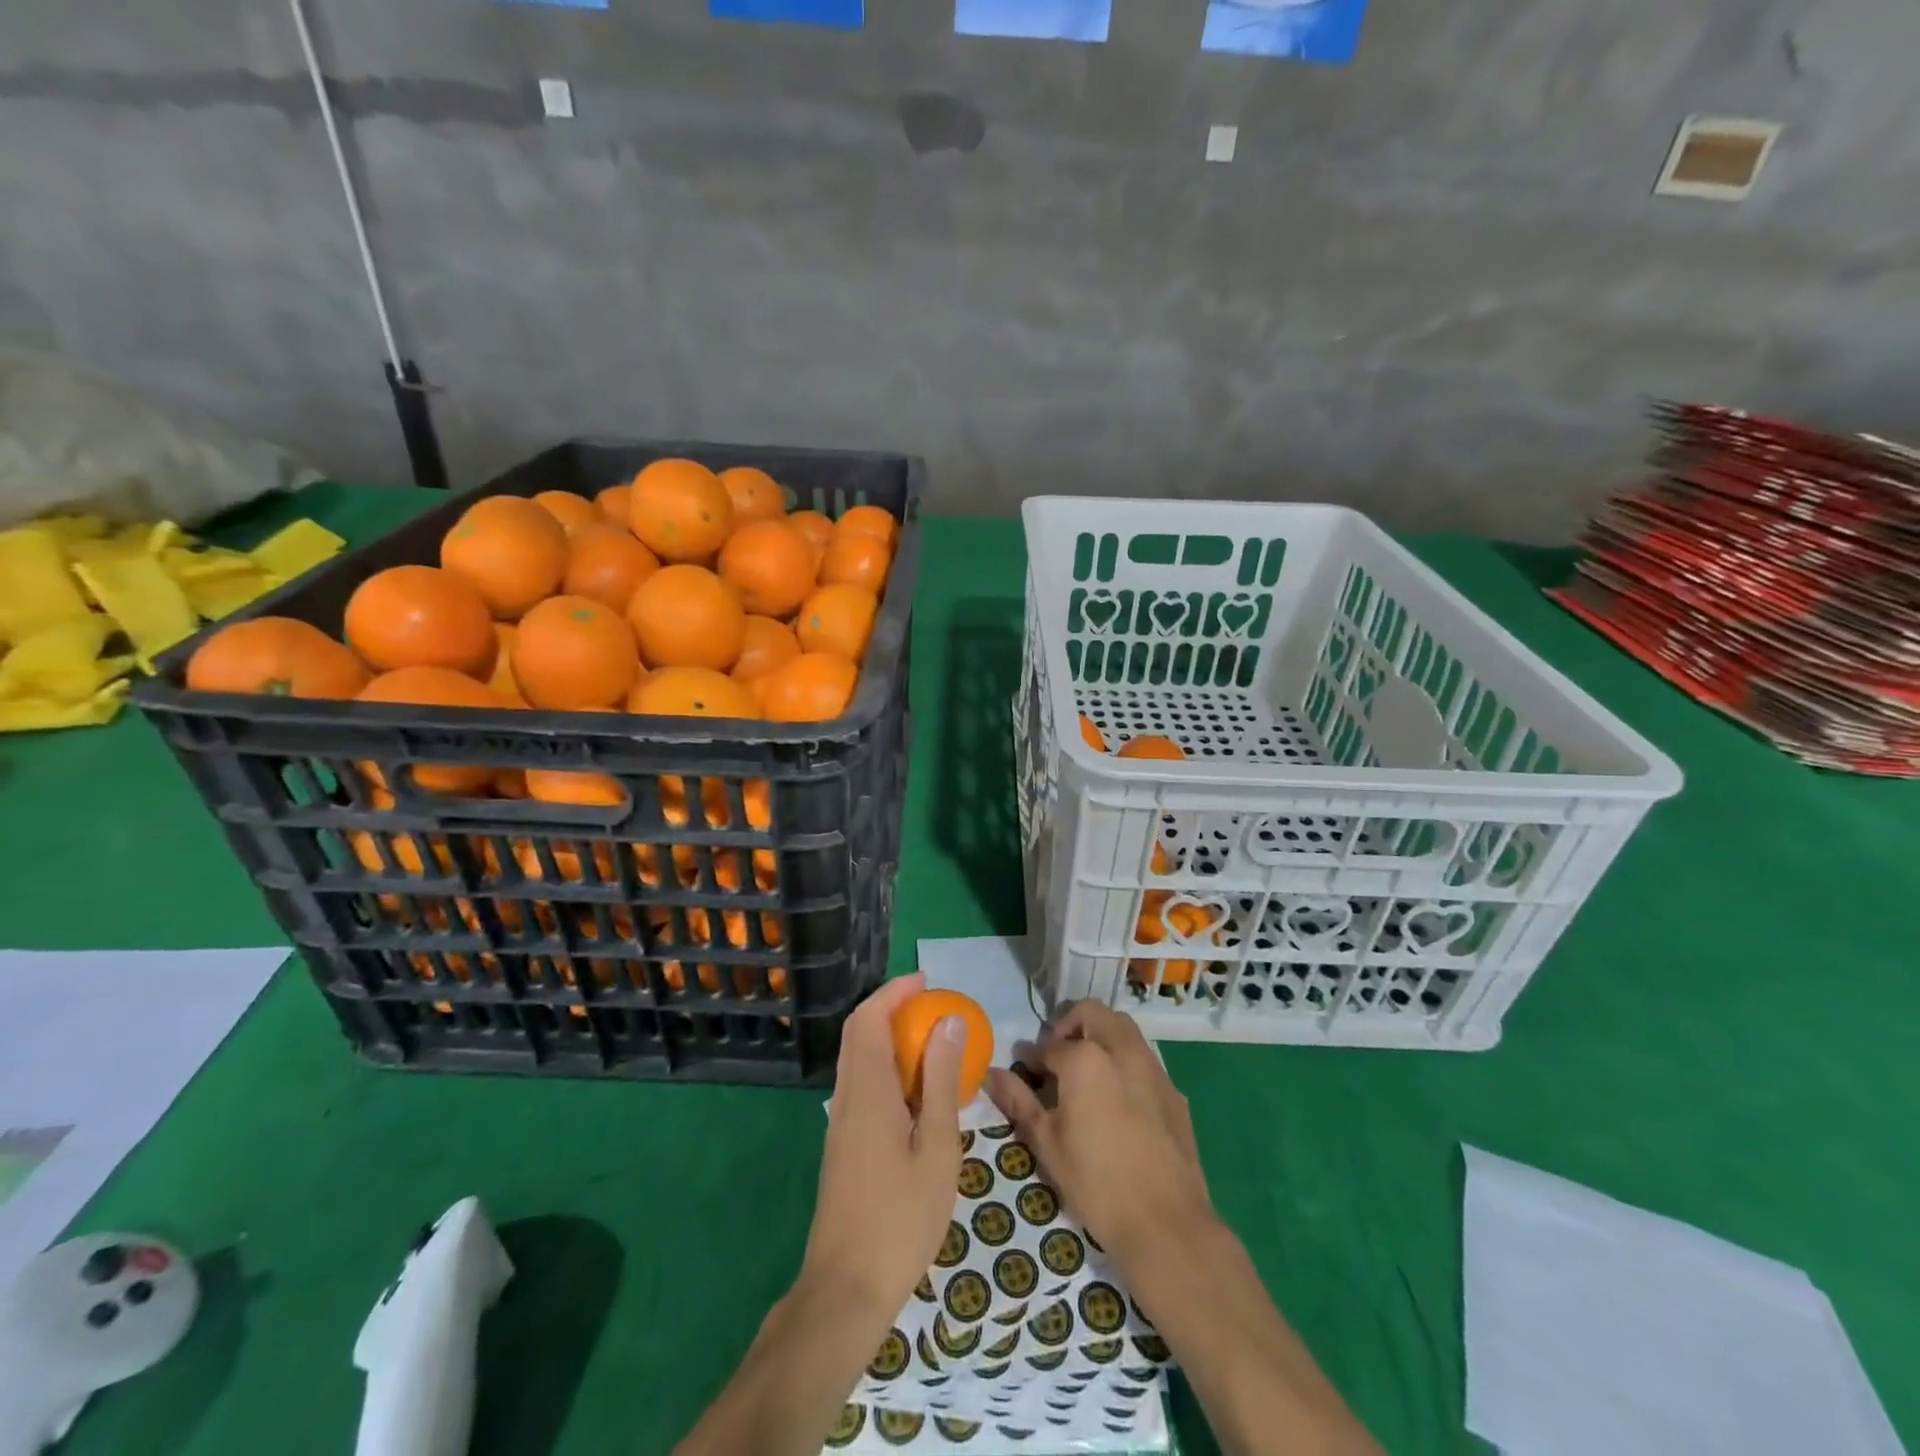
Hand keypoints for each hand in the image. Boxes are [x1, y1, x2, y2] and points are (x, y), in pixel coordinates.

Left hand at [800, 973, 965, 1321]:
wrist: (846, 1286)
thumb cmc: (900, 1217)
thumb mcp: (936, 1146)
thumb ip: (940, 1080)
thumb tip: (949, 1021)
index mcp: (867, 1090)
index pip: (869, 1019)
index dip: (893, 992)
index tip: (926, 982)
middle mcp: (847, 1095)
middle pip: (857, 1032)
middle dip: (890, 1007)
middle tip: (931, 1005)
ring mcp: (840, 1120)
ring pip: (856, 1057)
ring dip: (887, 1035)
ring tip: (930, 1041)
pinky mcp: (843, 1142)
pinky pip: (861, 1082)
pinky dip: (885, 1065)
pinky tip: (916, 1090)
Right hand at [984, 1000, 1212, 1267]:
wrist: (1166, 1224)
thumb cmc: (1096, 1182)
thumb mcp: (1046, 1142)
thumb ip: (1019, 1100)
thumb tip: (991, 1073)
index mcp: (1086, 1058)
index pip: (1050, 1045)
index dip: (1032, 1057)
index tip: (1023, 1071)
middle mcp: (1122, 1049)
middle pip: (1093, 1014)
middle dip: (1071, 1025)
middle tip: (1057, 1058)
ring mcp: (1153, 1068)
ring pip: (1123, 1029)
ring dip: (1100, 1037)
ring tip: (1085, 1076)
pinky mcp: (1174, 1091)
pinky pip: (1144, 1060)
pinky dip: (1125, 1062)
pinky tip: (1117, 1102)